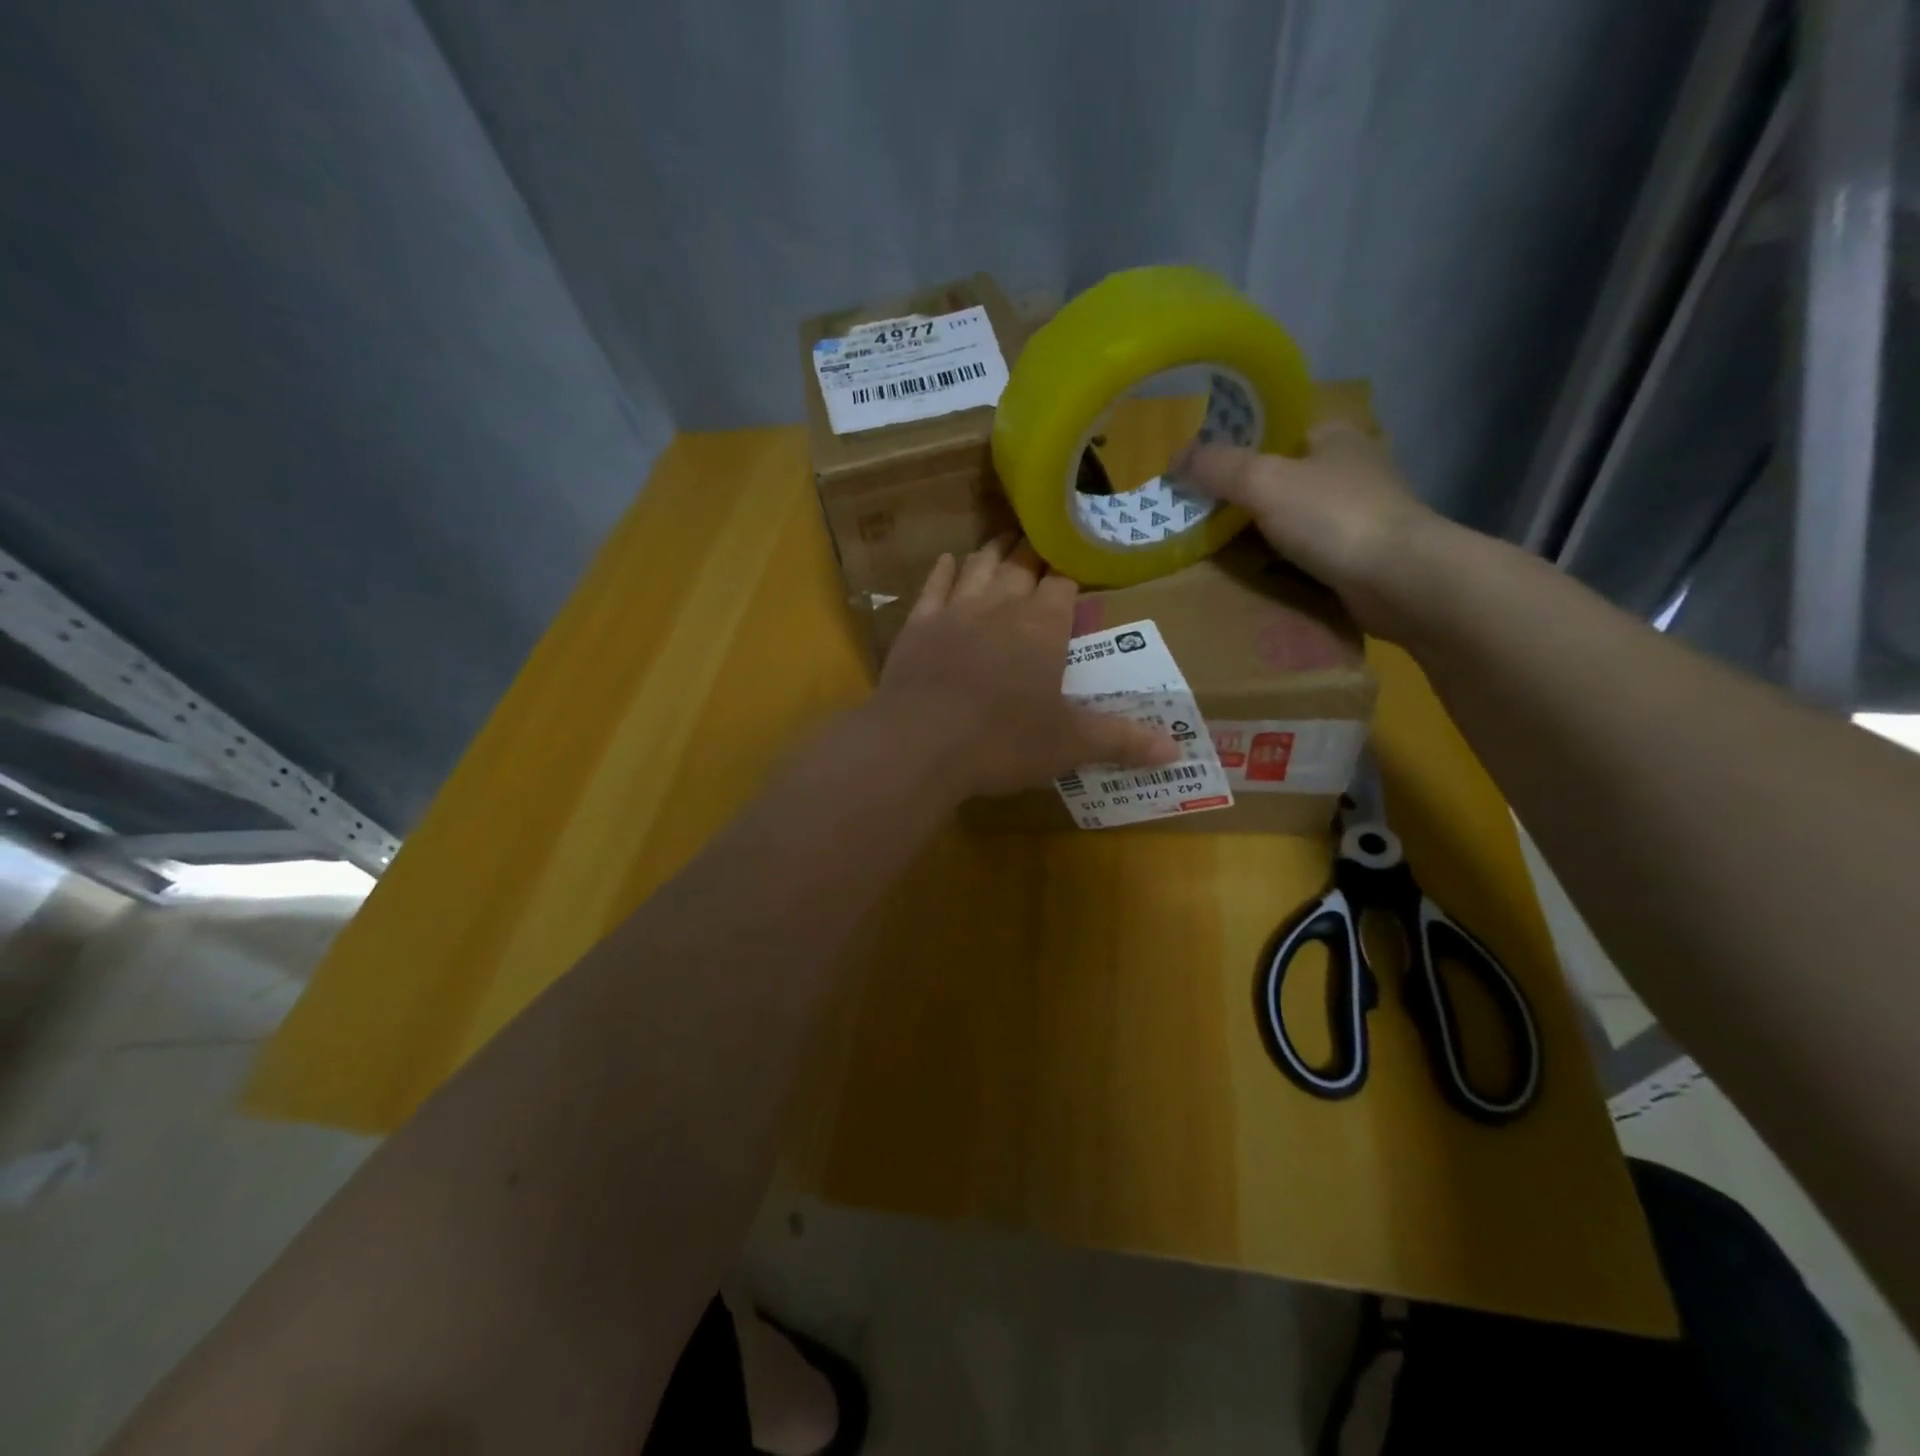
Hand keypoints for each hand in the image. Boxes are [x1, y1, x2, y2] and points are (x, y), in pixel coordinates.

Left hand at [873, 536, 1178, 797]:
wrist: (920, 743)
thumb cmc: (1003, 741)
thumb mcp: (1069, 745)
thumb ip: (1121, 741)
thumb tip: (1177, 752)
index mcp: (1043, 627)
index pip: (1062, 585)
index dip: (1070, 575)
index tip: (1076, 568)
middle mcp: (1001, 606)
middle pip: (1021, 566)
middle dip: (1034, 553)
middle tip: (1042, 541)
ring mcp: (955, 611)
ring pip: (979, 567)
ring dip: (994, 552)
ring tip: (1005, 540)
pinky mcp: (917, 626)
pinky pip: (933, 587)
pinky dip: (944, 571)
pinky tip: (948, 560)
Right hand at [1172, 421, 1449, 639]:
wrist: (1399, 580)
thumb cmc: (1332, 517)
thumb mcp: (1263, 482)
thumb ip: (1218, 467)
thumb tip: (1175, 457)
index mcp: (1333, 435)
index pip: (1275, 431)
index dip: (1235, 449)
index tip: (1200, 476)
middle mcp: (1348, 468)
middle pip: (1279, 478)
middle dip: (1242, 500)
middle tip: (1200, 520)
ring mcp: (1357, 514)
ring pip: (1291, 519)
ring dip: (1260, 536)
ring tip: (1218, 553)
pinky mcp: (1359, 555)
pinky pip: (1305, 553)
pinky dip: (1280, 563)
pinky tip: (1256, 575)